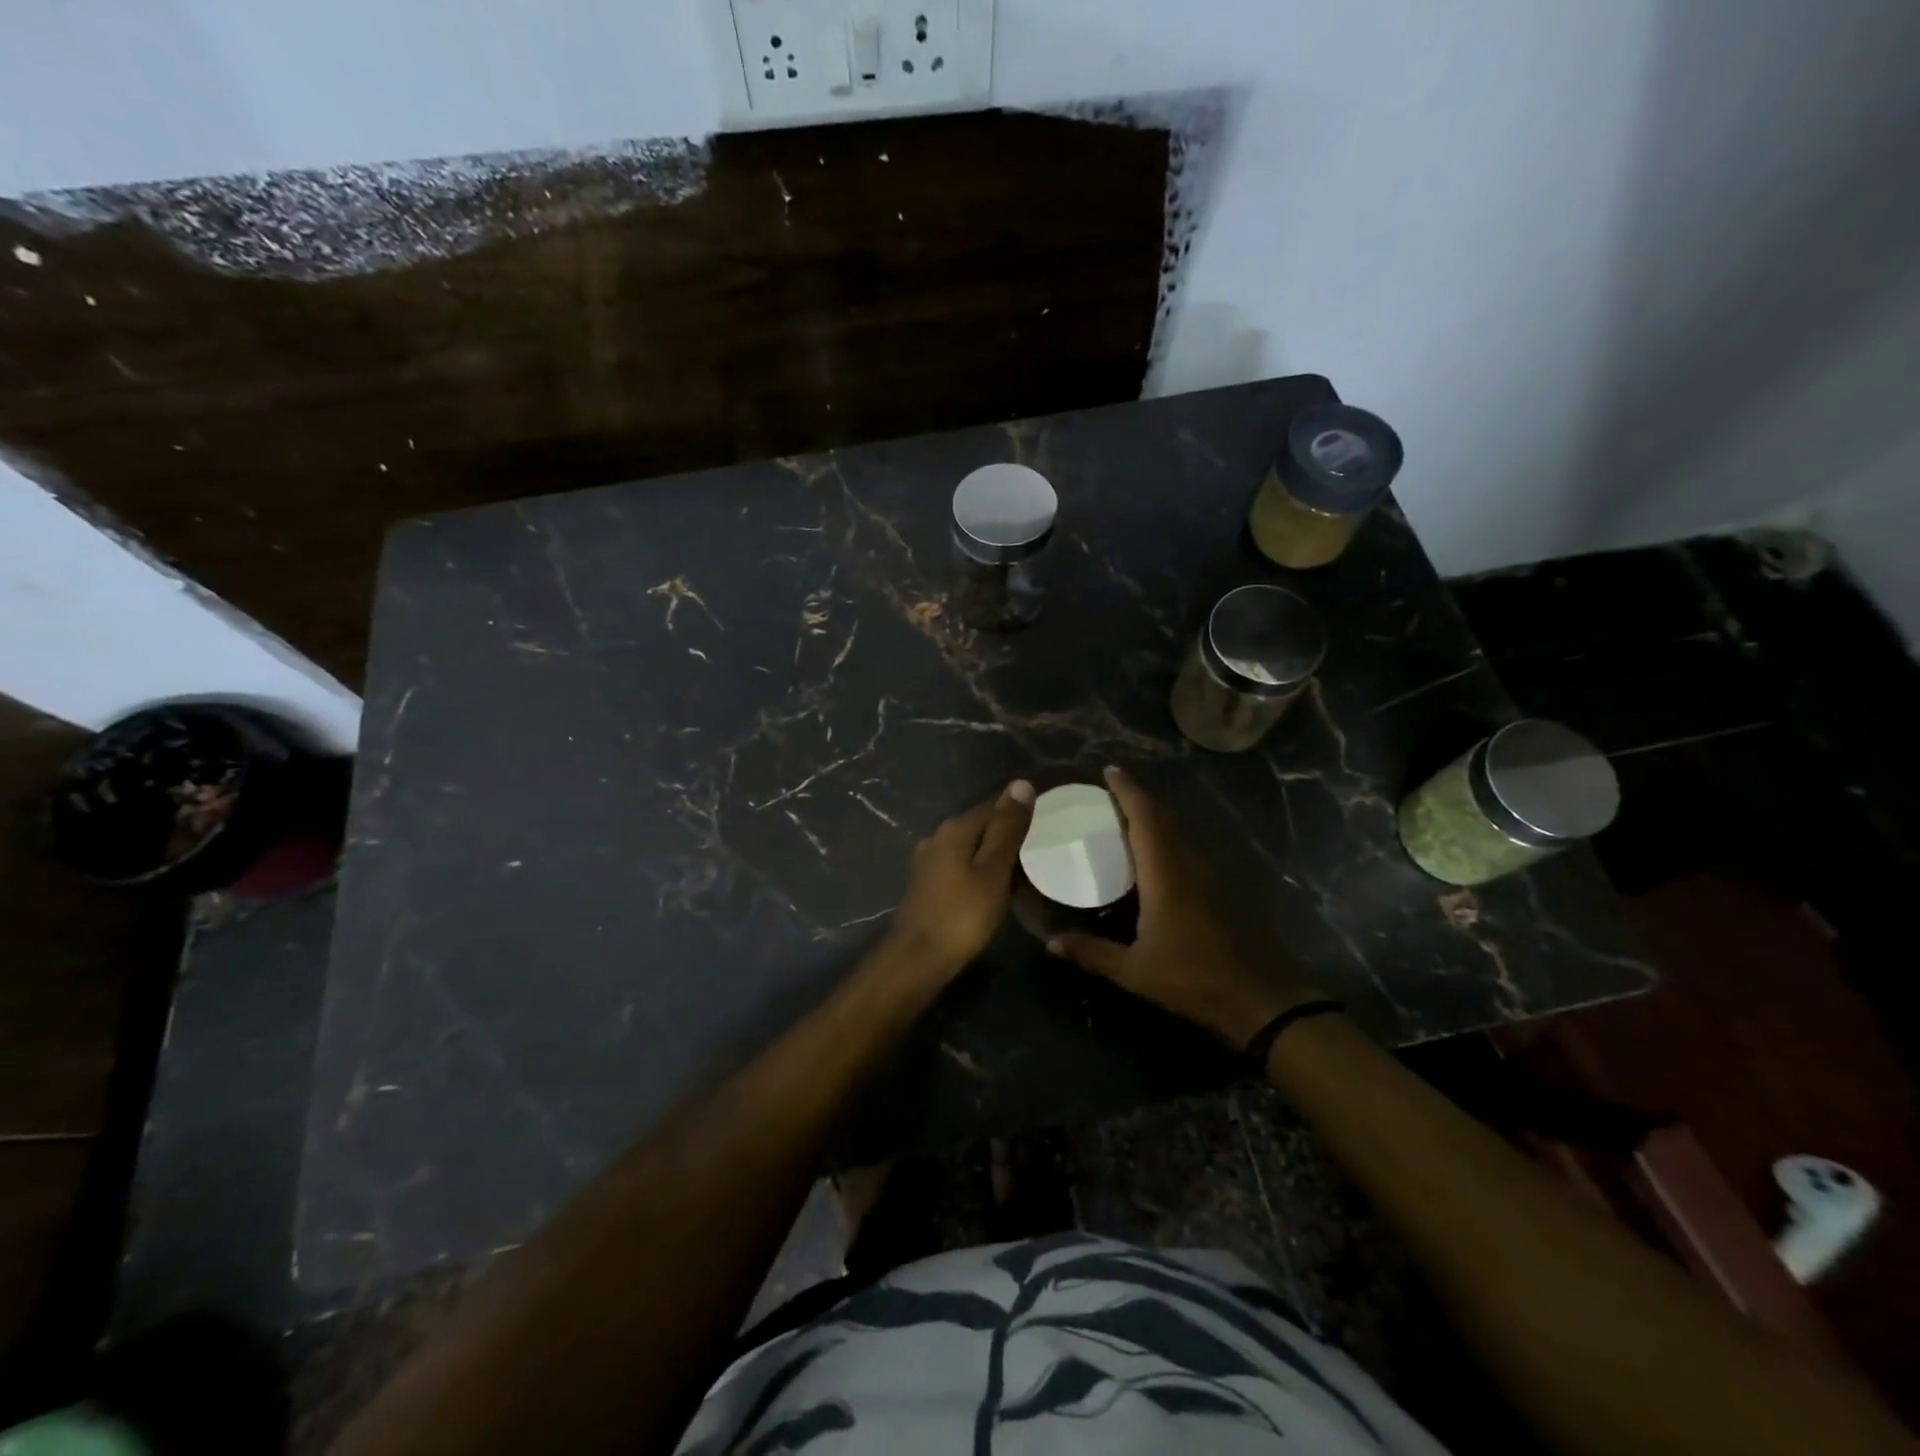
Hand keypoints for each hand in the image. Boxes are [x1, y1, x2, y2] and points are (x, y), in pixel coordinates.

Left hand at [886, 780, 1036, 976]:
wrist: (918, 959)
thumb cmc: (962, 914)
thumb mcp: (993, 870)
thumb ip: (1007, 828)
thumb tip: (1021, 784)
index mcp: (955, 828)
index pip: (995, 803)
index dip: (1022, 808)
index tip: (1051, 818)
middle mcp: (938, 836)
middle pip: (982, 824)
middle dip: (1010, 831)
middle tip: (1044, 845)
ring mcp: (929, 860)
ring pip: (972, 846)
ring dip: (996, 853)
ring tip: (1027, 866)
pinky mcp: (928, 883)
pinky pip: (962, 865)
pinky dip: (982, 869)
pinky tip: (998, 884)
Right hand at [1048, 766, 1315, 1048]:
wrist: (1257, 1000)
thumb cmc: (1193, 980)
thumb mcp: (1135, 972)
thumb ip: (1092, 954)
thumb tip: (1052, 943)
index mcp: (1164, 876)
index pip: (1145, 820)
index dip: (1127, 792)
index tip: (1109, 771)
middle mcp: (1185, 868)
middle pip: (1162, 820)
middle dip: (1136, 798)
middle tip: (1106, 792)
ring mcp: (1203, 880)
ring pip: (1174, 834)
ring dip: (1151, 818)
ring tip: (1120, 817)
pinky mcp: (1211, 894)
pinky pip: (1181, 852)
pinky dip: (1161, 840)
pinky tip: (1146, 857)